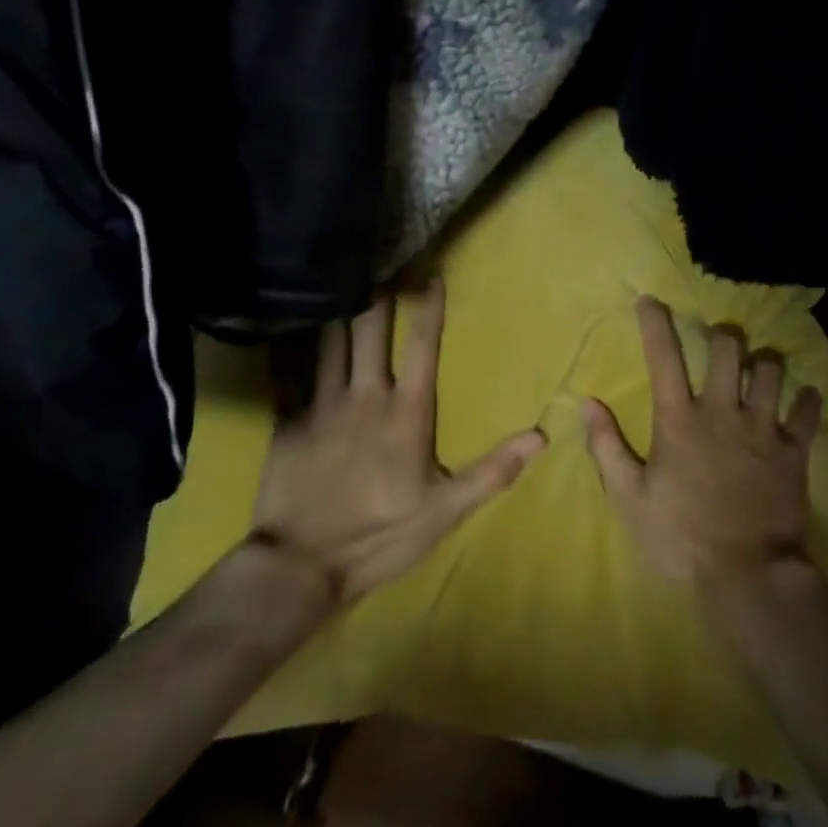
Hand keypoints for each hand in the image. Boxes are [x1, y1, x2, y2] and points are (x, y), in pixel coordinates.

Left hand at [251, 282, 544, 606]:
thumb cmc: (381, 535)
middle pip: (371, 330)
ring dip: (338, 307)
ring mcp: (322, 405)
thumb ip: (492, 470)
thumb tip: (540, 436)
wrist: (302, 566)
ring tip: (339, 276)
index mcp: (407, 411)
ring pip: (331, 341)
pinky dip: (291, 345)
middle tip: (379, 260)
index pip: (423, 346)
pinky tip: (287, 322)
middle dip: (378, 292)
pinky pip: (289, 372)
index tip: (432, 273)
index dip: (429, 307)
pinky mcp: (289, 421)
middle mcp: (365, 395)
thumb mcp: (446, 510)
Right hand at [583, 297, 822, 593]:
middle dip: (723, 337)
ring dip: (764, 364)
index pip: (664, 357)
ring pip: (770, 369)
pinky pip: (808, 411)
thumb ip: (607, 447)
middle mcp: (722, 411)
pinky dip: (807, 400)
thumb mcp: (629, 499)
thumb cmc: (680, 537)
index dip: (655, 322)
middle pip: (728, 348)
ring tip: (759, 371)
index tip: (650, 299)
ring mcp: (763, 428)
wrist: (746, 576)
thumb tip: (588, 403)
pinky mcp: (794, 451)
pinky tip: (804, 398)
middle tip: (720, 346)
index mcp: (679, 419)